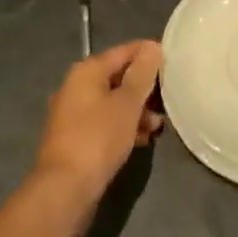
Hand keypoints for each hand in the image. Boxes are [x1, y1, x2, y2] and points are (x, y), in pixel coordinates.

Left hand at [32, 40, 163, 209]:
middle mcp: (76, 86)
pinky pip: (105, 123)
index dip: (149, 54)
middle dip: (144, 87)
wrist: (64, 190)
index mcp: (87, 71)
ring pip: (112, 102)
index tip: (173, 60)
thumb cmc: (98, 138)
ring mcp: (73, 114)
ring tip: (158, 125)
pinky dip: (123, 126)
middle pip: (118, 77)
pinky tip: (142, 139)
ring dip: (136, 110)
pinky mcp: (75, 139)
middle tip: (169, 97)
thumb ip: (142, 74)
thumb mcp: (127, 104)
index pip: (124, 51)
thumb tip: (152, 46)